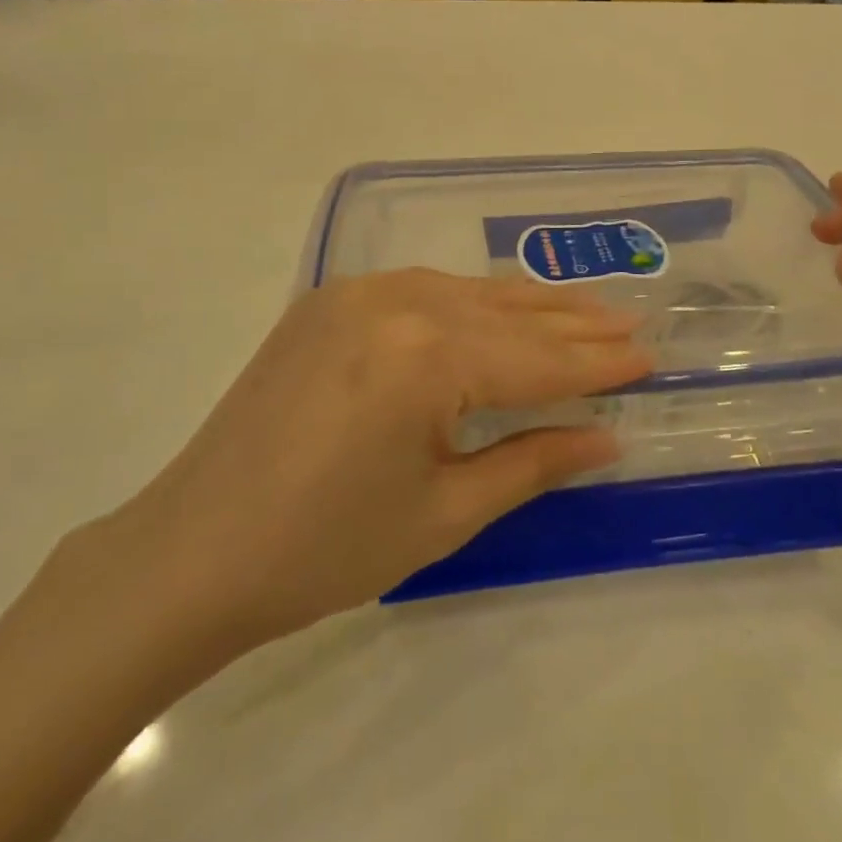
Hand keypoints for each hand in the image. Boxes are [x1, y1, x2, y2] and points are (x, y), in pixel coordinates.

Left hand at [94, 270, 652, 678]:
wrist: (191, 551)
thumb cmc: (325, 548)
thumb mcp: (445, 512)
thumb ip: (532, 460)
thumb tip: (607, 436)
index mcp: (426, 355)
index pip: (538, 359)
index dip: (598, 364)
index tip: (651, 357)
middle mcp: (396, 301)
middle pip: (508, 315)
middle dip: (575, 325)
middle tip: (634, 323)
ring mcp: (357, 292)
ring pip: (468, 293)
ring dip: (529, 307)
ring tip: (587, 310)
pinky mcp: (330, 300)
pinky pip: (424, 290)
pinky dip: (472, 302)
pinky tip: (502, 309)